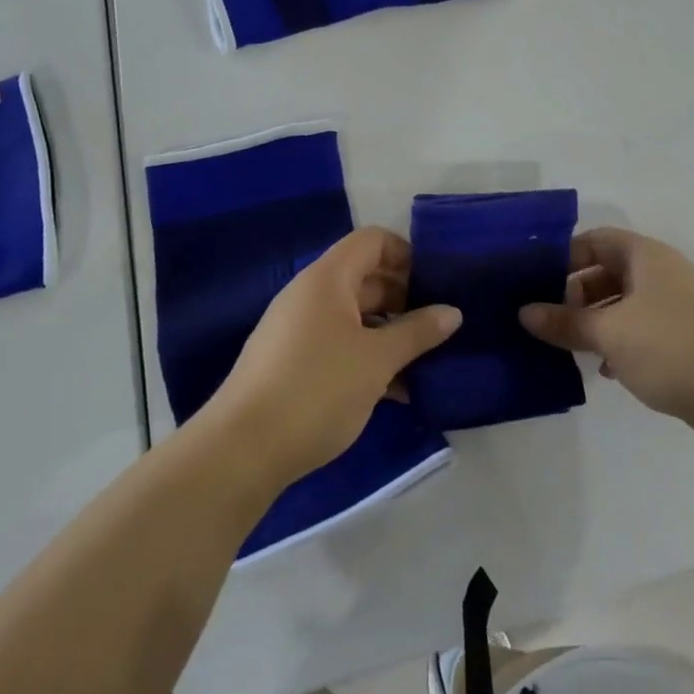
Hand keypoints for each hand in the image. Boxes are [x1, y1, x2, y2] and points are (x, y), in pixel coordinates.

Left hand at [209, 228, 459, 486]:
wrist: (241, 451)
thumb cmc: (316, 389)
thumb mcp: (377, 360)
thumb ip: (417, 332)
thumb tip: (453, 312)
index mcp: (328, 279)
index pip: (372, 241)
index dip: (406, 254)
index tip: (436, 284)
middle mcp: (310, 295)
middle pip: (365, 278)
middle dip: (404, 298)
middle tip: (437, 327)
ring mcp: (297, 330)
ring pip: (354, 317)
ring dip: (389, 334)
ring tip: (423, 363)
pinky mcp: (290, 363)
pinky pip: (338, 344)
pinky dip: (366, 357)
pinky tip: (394, 391)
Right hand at [520, 228, 693, 435]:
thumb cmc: (669, 347)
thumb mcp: (608, 332)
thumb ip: (565, 321)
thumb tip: (524, 313)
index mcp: (644, 255)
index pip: (594, 240)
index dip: (564, 257)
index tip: (535, 282)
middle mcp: (660, 271)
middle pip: (606, 270)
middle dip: (575, 293)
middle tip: (546, 318)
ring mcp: (675, 303)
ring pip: (622, 301)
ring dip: (594, 320)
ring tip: (567, 344)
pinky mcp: (683, 334)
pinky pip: (639, 326)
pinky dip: (618, 339)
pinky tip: (603, 368)